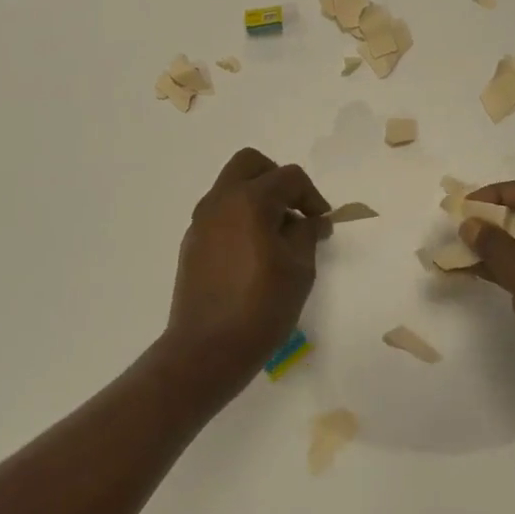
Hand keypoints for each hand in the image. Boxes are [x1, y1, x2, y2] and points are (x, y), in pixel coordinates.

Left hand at [162, 147, 330, 398]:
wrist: (206, 350)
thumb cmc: (261, 307)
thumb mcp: (299, 269)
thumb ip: (307, 234)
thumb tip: (312, 219)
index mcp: (249, 201)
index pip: (289, 177)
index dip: (312, 196)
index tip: (322, 224)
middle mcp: (220, 201)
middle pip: (250, 163)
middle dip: (277, 179)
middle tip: (294, 210)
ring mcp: (201, 221)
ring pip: (231, 186)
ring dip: (257, 198)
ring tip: (277, 236)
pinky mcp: (192, 243)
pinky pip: (220, 213)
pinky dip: (240, 218)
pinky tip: (254, 253)